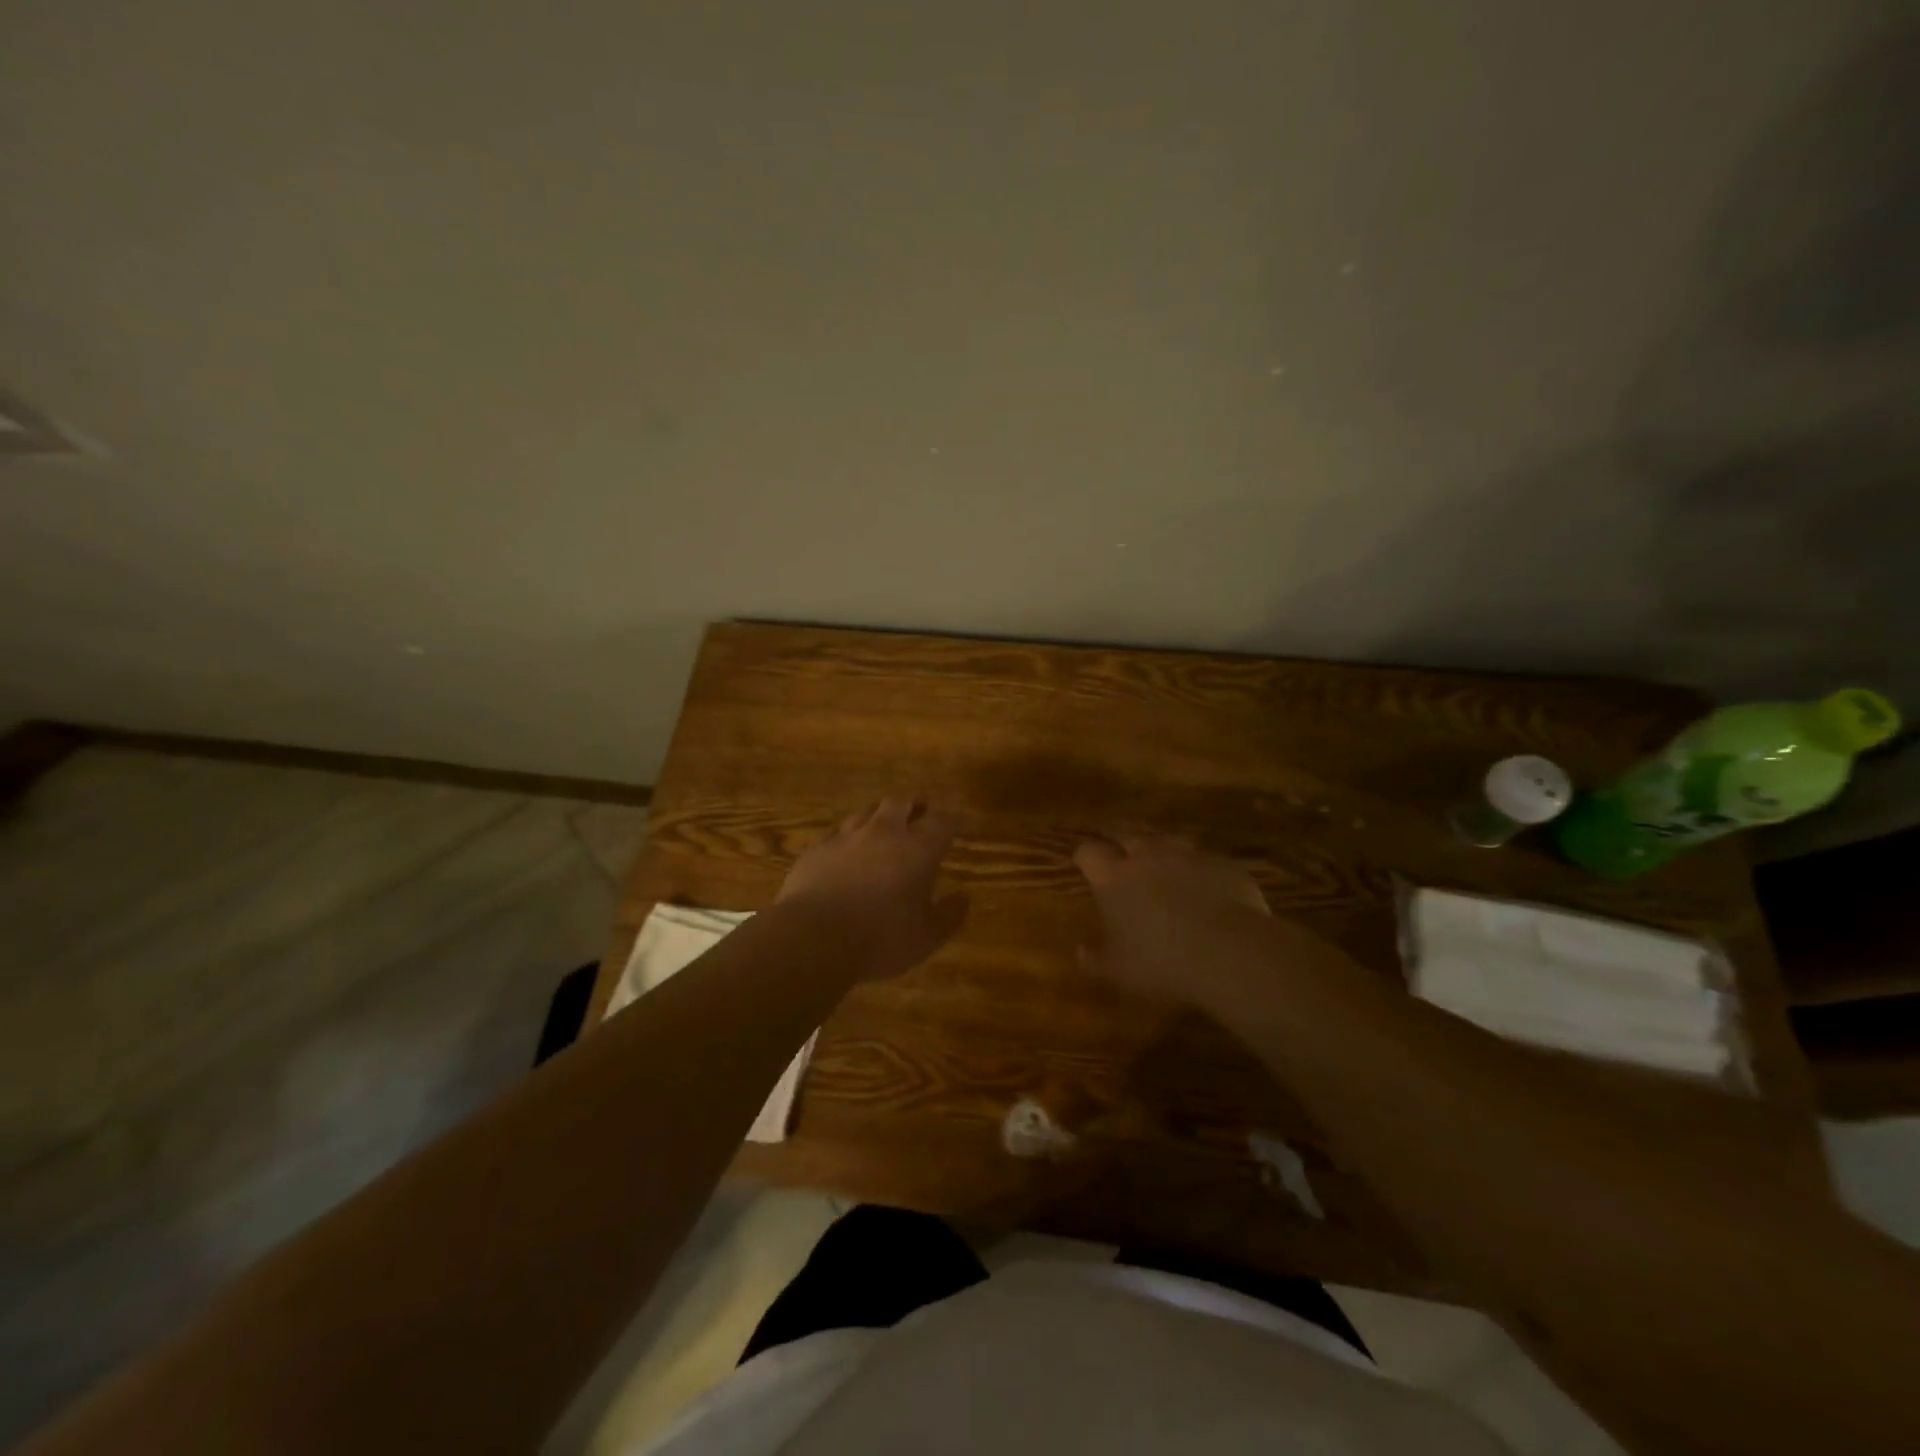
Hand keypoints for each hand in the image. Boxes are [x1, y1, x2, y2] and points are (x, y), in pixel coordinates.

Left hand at [778, 797, 968, 979]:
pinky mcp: (817, 848)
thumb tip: (963, 898)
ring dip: (878, 815)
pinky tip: (845, 848)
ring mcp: (847, 836)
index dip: (950, 820)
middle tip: (919, 809)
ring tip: (882, 826)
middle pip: (900, 801)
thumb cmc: (880, 938)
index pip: (941, 821)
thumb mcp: (926, 937)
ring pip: (866, 811)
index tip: (953, 824)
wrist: (813, 937)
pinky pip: (837, 831)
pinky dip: (847, 836)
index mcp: (918, 849)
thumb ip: (949, 915)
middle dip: (913, 802)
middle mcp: (884, 832)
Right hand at [1073, 835, 1270, 1003]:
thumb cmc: (1160, 962)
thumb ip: (1096, 959)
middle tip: (1123, 861)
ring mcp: (1188, 855)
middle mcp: (1147, 855)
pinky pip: (1206, 860)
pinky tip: (1207, 888)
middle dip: (1123, 845)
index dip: (1085, 857)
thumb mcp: (1119, 971)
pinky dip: (1201, 870)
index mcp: (1113, 877)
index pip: (1088, 852)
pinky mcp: (1223, 863)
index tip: (1083, 864)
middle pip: (1127, 835)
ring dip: (1163, 853)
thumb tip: (1080, 952)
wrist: (1228, 953)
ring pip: (1169, 842)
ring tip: (1166, 870)